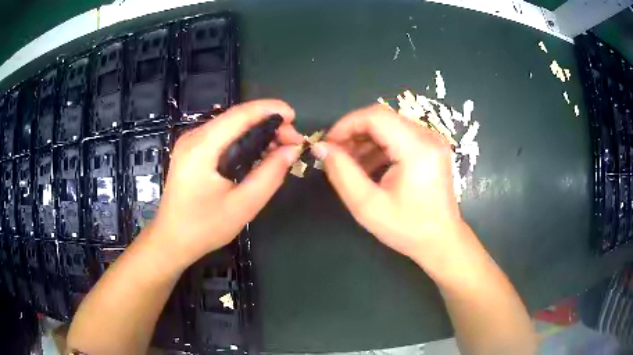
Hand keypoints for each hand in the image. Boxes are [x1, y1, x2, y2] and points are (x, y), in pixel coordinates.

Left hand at [149, 100, 303, 269]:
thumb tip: (292, 150)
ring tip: (280, 147)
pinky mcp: (191, 151)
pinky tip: (258, 152)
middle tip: (292, 142)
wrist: (172, 240)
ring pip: (230, 125)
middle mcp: (193, 137)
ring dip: (257, 131)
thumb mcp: (243, 205)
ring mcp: (189, 142)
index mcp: (202, 147)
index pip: (240, 114)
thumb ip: (270, 174)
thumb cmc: (204, 227)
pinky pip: (222, 136)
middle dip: (267, 123)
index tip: (295, 118)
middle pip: (236, 117)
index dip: (270, 109)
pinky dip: (243, 139)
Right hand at [312, 104, 463, 263]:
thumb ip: (342, 173)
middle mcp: (428, 136)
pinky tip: (367, 167)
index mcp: (417, 148)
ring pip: (389, 126)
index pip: (375, 116)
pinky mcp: (430, 148)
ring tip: (349, 164)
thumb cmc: (407, 228)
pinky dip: (379, 148)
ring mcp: (432, 141)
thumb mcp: (368, 205)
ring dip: (365, 141)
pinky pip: (399, 137)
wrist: (441, 240)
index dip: (346, 125)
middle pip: (382, 119)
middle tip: (336, 156)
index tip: (328, 145)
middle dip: (354, 133)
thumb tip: (321, 147)